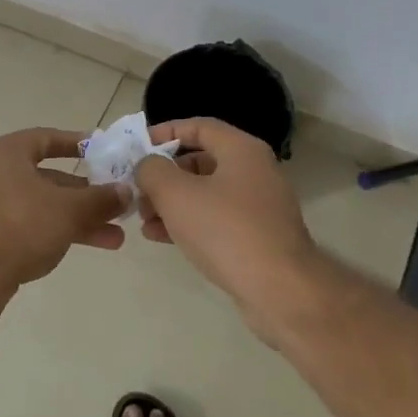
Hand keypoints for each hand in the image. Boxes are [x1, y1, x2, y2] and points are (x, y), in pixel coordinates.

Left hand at [0, 128, 128, 302]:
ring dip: (81, 218)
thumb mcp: (67, 208)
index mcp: (10, 153)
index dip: (75, 142)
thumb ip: (99, 198)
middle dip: (87, 193)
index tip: (103, 150)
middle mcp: (0, 173)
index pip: (46, 138)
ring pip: (47, 205)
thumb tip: (126, 191)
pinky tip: (93, 244)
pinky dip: (63, 231)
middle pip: (51, 177)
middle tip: (119, 202)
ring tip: (117, 235)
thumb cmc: (19, 223)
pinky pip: (37, 226)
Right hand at [134, 118, 317, 344]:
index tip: (138, 146)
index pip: (199, 126)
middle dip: (164, 175)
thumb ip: (152, 170)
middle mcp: (255, 171)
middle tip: (138, 191)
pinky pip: (216, 219)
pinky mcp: (258, 236)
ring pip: (205, 193)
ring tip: (144, 219)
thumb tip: (148, 166)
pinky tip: (161, 237)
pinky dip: (189, 223)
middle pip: (200, 161)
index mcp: (241, 150)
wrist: (279, 290)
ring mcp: (259, 206)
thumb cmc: (225, 229)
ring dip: (171, 202)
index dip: (165, 132)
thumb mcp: (175, 193)